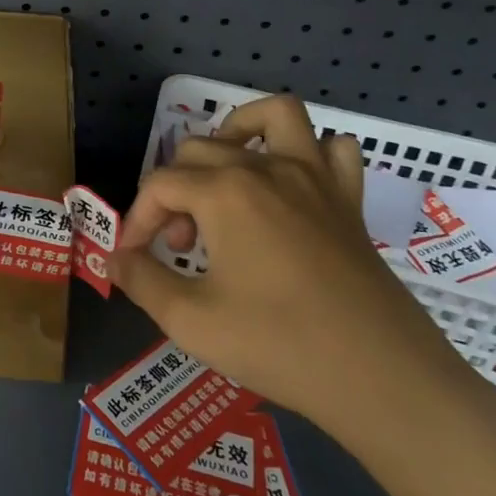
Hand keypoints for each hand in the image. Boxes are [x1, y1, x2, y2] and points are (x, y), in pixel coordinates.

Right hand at [110, 95, 483, 454]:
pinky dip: (311, 152)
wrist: (381, 378)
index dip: (137, 219)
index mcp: (224, 192)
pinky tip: (294, 186)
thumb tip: (114, 257)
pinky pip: (334, 150)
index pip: (159, 185)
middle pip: (200, 150)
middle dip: (175, 192)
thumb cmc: (279, 345)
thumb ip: (142, 280)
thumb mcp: (191, 320)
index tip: (134, 258)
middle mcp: (266, 169)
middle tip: (181, 246)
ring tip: (226, 176)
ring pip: (274, 118)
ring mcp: (314, 178)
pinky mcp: (349, 199)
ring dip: (240, 133)